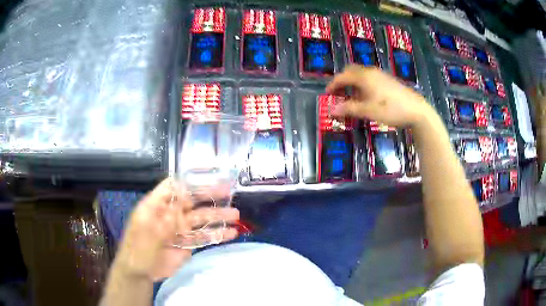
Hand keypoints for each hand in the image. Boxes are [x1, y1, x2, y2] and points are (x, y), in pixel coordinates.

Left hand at [113, 178, 239, 280]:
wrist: (140, 272)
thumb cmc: (138, 248)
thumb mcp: (147, 231)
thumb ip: (165, 217)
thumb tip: (183, 201)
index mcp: (157, 205)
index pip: (174, 185)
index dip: (189, 178)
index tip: (209, 174)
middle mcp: (170, 213)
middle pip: (192, 200)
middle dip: (210, 195)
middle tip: (229, 191)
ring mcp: (180, 229)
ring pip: (201, 219)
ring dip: (218, 216)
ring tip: (235, 215)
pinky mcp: (187, 244)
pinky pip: (204, 237)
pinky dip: (217, 235)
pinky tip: (231, 233)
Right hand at [326, 65, 432, 127]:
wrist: (416, 110)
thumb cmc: (391, 109)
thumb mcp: (368, 111)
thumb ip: (349, 109)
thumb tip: (331, 110)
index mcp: (364, 76)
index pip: (342, 76)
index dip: (333, 84)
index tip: (327, 94)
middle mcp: (371, 72)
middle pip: (351, 71)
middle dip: (342, 80)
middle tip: (338, 93)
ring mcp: (381, 75)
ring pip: (361, 74)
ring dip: (352, 82)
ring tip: (350, 95)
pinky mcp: (388, 80)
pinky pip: (370, 77)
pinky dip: (362, 83)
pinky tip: (366, 95)